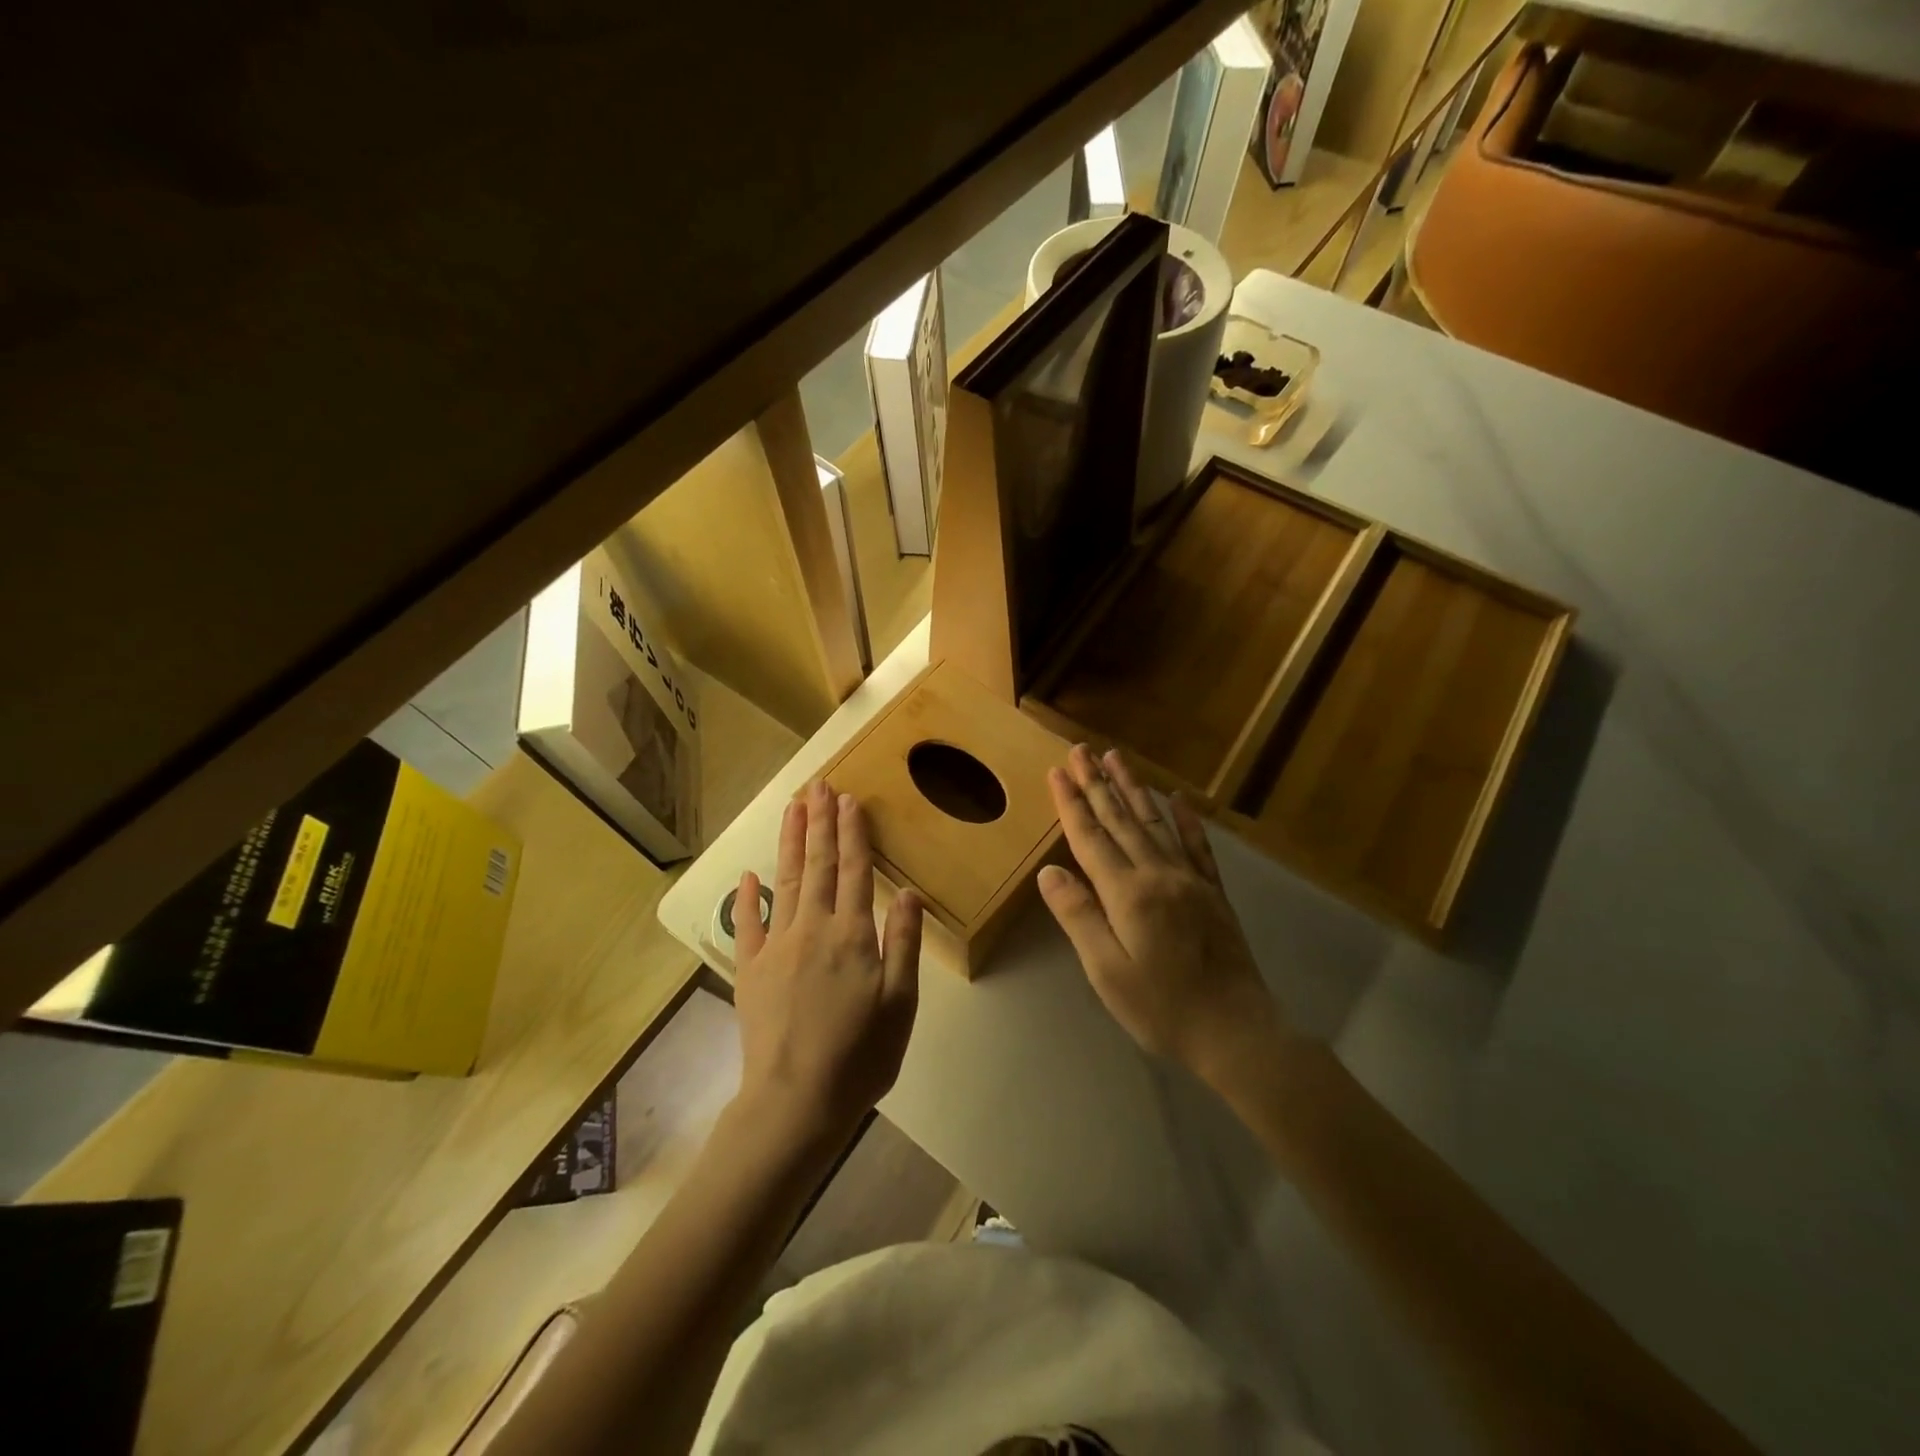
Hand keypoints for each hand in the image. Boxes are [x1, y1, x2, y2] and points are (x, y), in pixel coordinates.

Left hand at [733, 781, 922, 1141]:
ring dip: (789, 841)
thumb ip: (903, 944)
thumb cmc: (860, 1056)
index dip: (853, 833)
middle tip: (818, 784)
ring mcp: (776, 947)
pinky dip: (748, 897)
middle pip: (817, 865)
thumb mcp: (900, 1004)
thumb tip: (907, 892)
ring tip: (793, 807)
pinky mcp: (750, 970)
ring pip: (784, 881)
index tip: (849, 799)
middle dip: (819, 822)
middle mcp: (813, 929)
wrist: (795, 1103)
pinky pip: (748, 924)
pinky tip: (749, 874)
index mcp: (852, 936)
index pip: (854, 871)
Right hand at [1038, 746, 1287, 1082]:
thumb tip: (1049, 873)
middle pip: (1121, 820)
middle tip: (1081, 749)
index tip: (1058, 770)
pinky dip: (1185, 819)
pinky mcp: (1213, 892)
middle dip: (1098, 783)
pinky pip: (1197, 845)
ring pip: (1155, 822)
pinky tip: (1177, 798)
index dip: (1072, 803)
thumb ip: (1079, 917)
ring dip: (1133, 788)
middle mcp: (1158, 874)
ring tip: (1117, 757)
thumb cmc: (1163, 1008)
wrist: (1237, 1032)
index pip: (1091, 838)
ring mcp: (1190, 880)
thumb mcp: (1107, 972)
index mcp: (1128, 893)